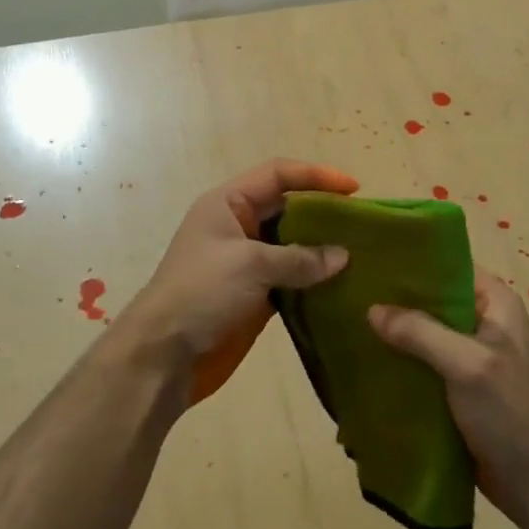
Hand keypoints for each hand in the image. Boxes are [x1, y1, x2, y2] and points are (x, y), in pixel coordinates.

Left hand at [117, 159, 358, 406]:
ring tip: (362, 254)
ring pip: (292, 245)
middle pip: (288, 208)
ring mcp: (247, 263)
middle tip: (363, 225)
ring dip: (322, 249)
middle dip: (323, 213)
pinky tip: (342, 285)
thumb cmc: (201, 292)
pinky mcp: (255, 294)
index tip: (354, 189)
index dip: (315, 175)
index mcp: (228, 203)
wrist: (165, 353)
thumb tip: (343, 256)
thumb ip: (299, 258)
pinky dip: (314, 280)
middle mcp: (238, 226)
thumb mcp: (250, 265)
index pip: (277, 174)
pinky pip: (291, 278)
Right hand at [368, 271, 528, 527]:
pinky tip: (360, 362)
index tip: (366, 258)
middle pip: (428, 299)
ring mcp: (465, 356)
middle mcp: (479, 322)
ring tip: (342, 323)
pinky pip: (417, 365)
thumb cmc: (511, 412)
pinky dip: (394, 364)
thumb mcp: (468, 364)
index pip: (446, 264)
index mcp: (494, 302)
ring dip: (389, 334)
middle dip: (391, 299)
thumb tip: (371, 309)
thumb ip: (421, 332)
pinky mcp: (452, 387)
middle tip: (344, 292)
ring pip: (418, 333)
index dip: (409, 260)